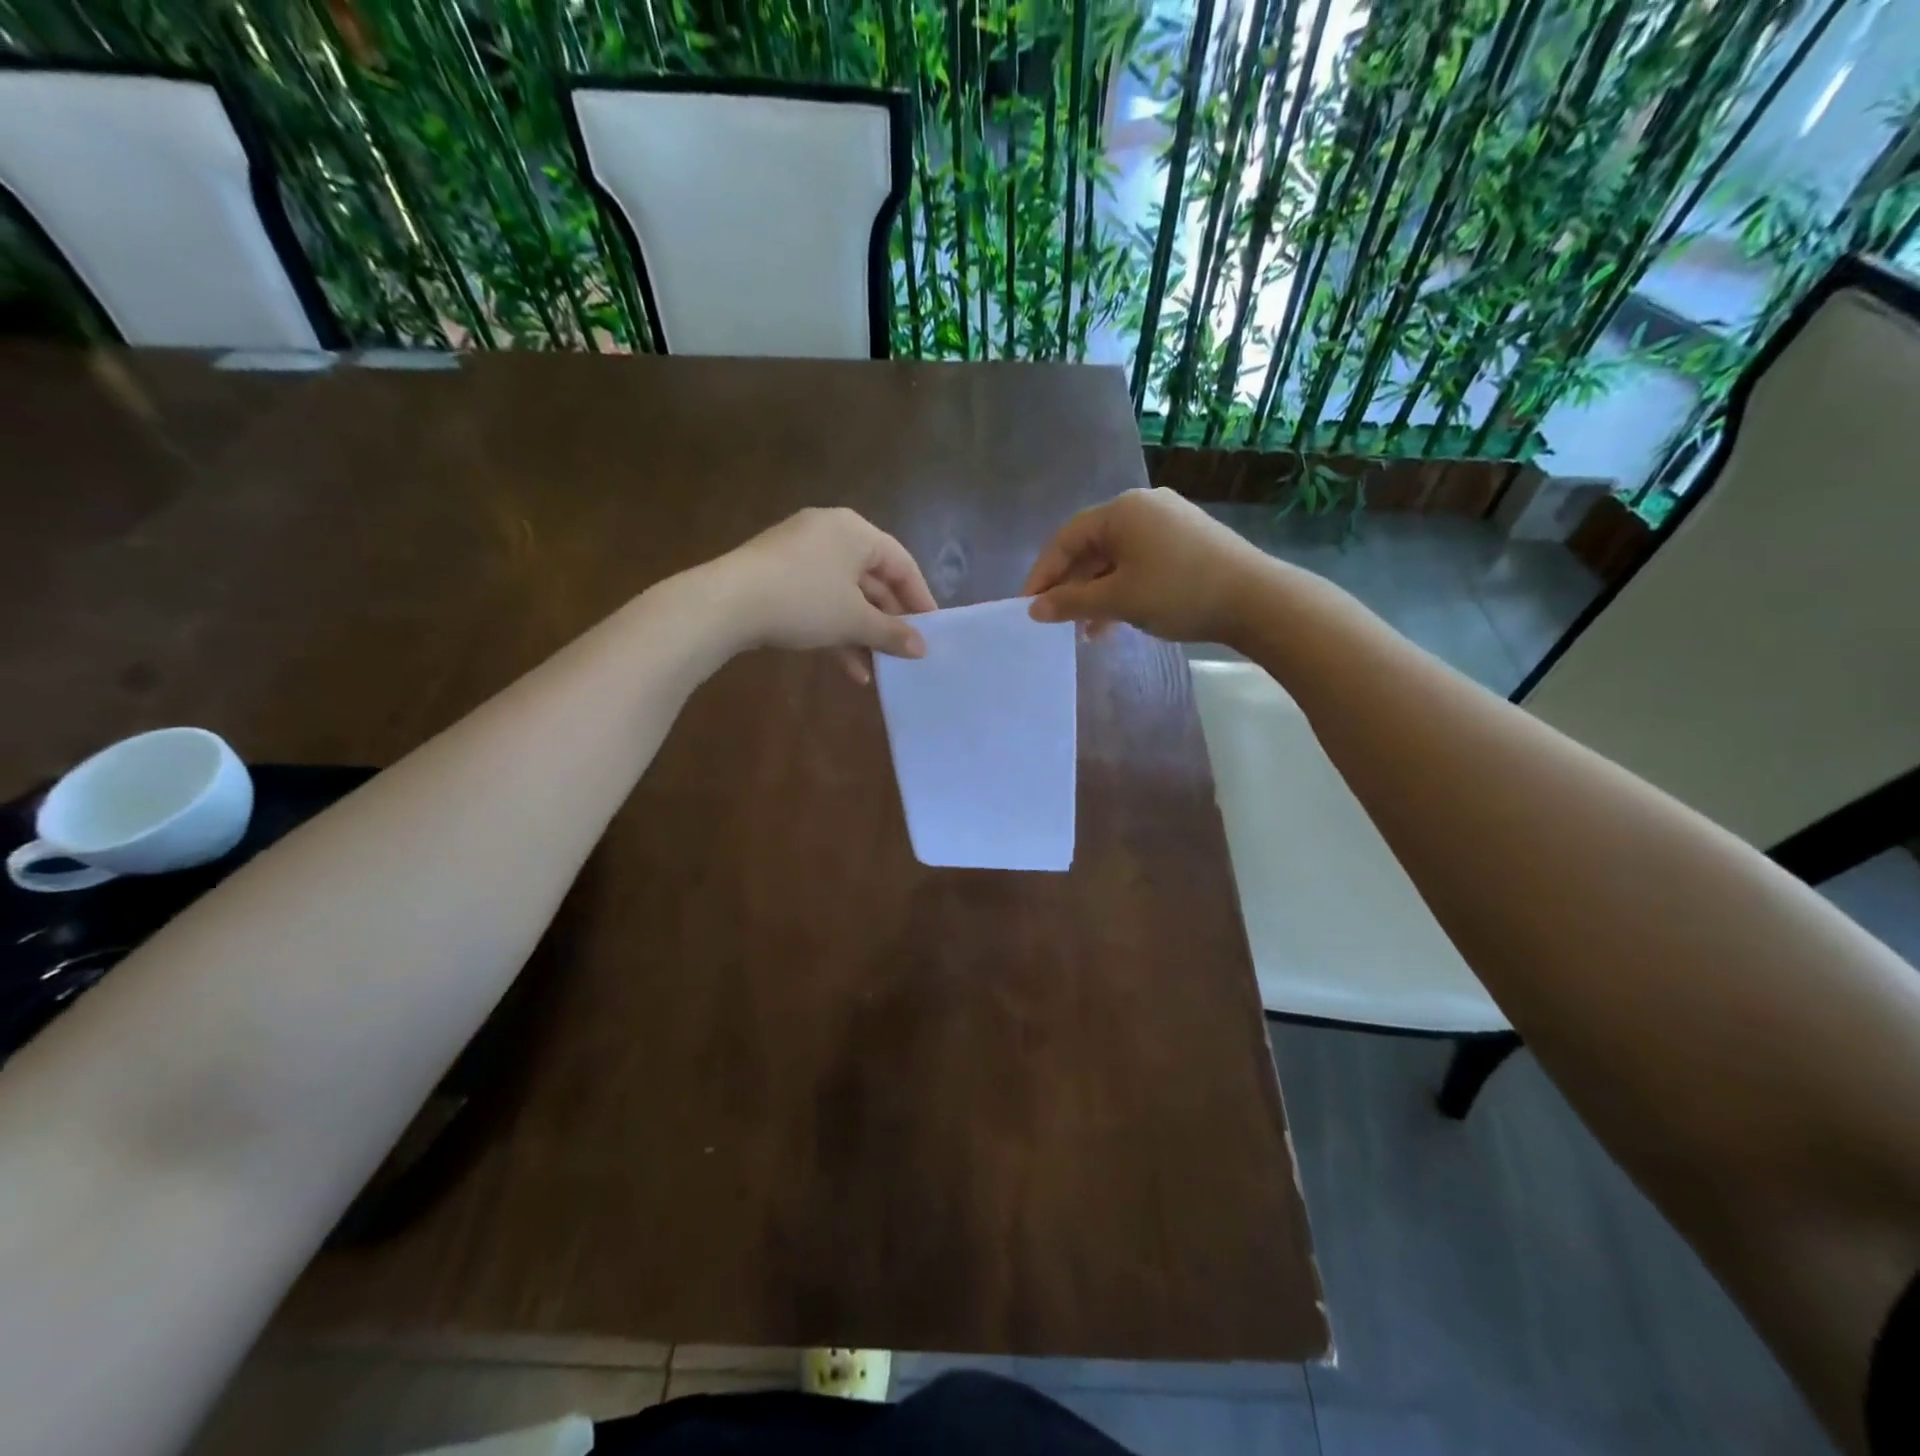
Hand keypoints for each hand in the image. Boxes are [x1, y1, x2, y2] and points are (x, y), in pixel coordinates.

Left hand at [715, 507, 935, 681]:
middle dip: (889, 622)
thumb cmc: (804, 601)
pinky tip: (849, 669)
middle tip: (905, 652)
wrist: (726, 604)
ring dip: (863, 634)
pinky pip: (819, 600)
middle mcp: (830, 533)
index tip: (933, 631)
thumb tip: (922, 649)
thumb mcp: (854, 621)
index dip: (920, 599)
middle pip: (873, 580)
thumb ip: (892, 633)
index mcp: (855, 531)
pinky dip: (835, 630)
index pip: (902, 564)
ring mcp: (800, 554)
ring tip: (879, 669)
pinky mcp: (778, 576)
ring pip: (845, 595)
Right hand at [1023, 488, 1268, 643]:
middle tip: (1056, 619)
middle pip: (1091, 546)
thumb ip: (1071, 603)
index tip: (1029, 606)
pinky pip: (1141, 562)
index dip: (1043, 573)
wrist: (1256, 600)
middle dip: (1071, 586)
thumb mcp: (1117, 600)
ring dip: (1097, 593)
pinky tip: (1117, 620)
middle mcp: (1143, 507)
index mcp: (1122, 510)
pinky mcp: (1188, 541)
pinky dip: (1123, 588)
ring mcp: (1169, 522)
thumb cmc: (1177, 593)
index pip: (1066, 538)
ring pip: (1117, 558)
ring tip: (1086, 631)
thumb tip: (1035, 609)